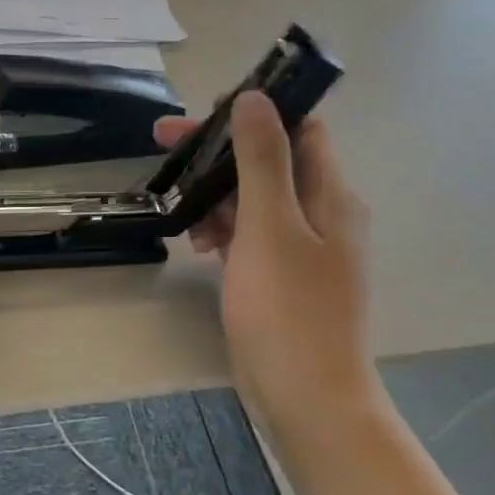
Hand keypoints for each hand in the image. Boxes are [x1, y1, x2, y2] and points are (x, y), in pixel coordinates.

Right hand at [155, 93, 378, 432]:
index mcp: (331, 194)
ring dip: (218, 198)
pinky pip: (252, 238)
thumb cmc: (288, 309)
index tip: (202, 116)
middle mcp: (323, 214)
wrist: (307, 397)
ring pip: (256, 203)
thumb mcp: (269, 226)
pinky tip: (199, 246)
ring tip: (182, 215)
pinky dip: (225, 233)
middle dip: (219, 155)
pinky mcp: (282, 279)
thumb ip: (262, 160)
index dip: (254, 113)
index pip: (298, 129)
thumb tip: (255, 97)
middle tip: (164, 147)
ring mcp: (303, 250)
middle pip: (270, 164)